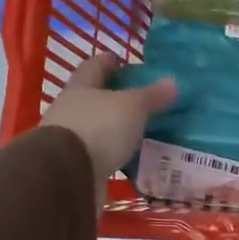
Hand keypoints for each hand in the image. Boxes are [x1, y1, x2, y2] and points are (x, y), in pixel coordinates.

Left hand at [41, 53, 176, 214]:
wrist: (66, 176)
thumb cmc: (98, 128)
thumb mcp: (132, 107)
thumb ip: (151, 96)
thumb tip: (173, 82)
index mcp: (81, 87)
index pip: (96, 66)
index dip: (111, 62)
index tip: (128, 64)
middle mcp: (70, 109)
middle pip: (94, 97)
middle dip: (116, 98)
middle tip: (144, 101)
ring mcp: (69, 139)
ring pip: (96, 127)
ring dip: (115, 129)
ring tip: (141, 132)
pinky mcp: (74, 165)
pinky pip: (98, 154)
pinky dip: (112, 154)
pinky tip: (130, 158)